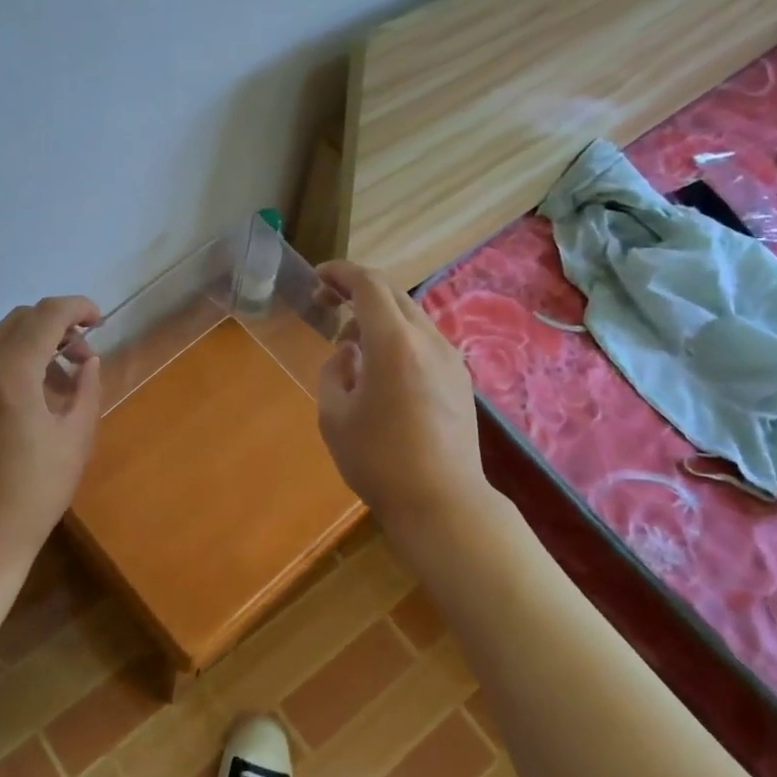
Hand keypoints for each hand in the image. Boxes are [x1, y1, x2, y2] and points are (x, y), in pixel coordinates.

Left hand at [0, 296, 102, 574]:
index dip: (76, 307)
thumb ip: (86, 388)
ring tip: (50, 391)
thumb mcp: (77, 440)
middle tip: (78, 356)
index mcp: (10, 377)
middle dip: (53, 327)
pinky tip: (16, 412)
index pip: (46, 315)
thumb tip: (87, 360)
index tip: (97, 320)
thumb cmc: (34, 495)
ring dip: (28, 352)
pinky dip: (2, 374)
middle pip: (17, 321)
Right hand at [315, 261, 489, 530]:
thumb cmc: (379, 461)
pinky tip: (383, 369)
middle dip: (357, 290)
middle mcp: (427, 339)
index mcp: (393, 342)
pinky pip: (425, 341)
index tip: (317, 279)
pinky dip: (399, 337)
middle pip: (393, 294)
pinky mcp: (460, 380)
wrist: (443, 503)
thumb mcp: (334, 417)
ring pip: (411, 317)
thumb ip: (334, 372)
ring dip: (379, 316)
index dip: (340, 273)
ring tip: (352, 345)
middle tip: (327, 305)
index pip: (368, 284)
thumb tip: (348, 353)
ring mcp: (450, 359)